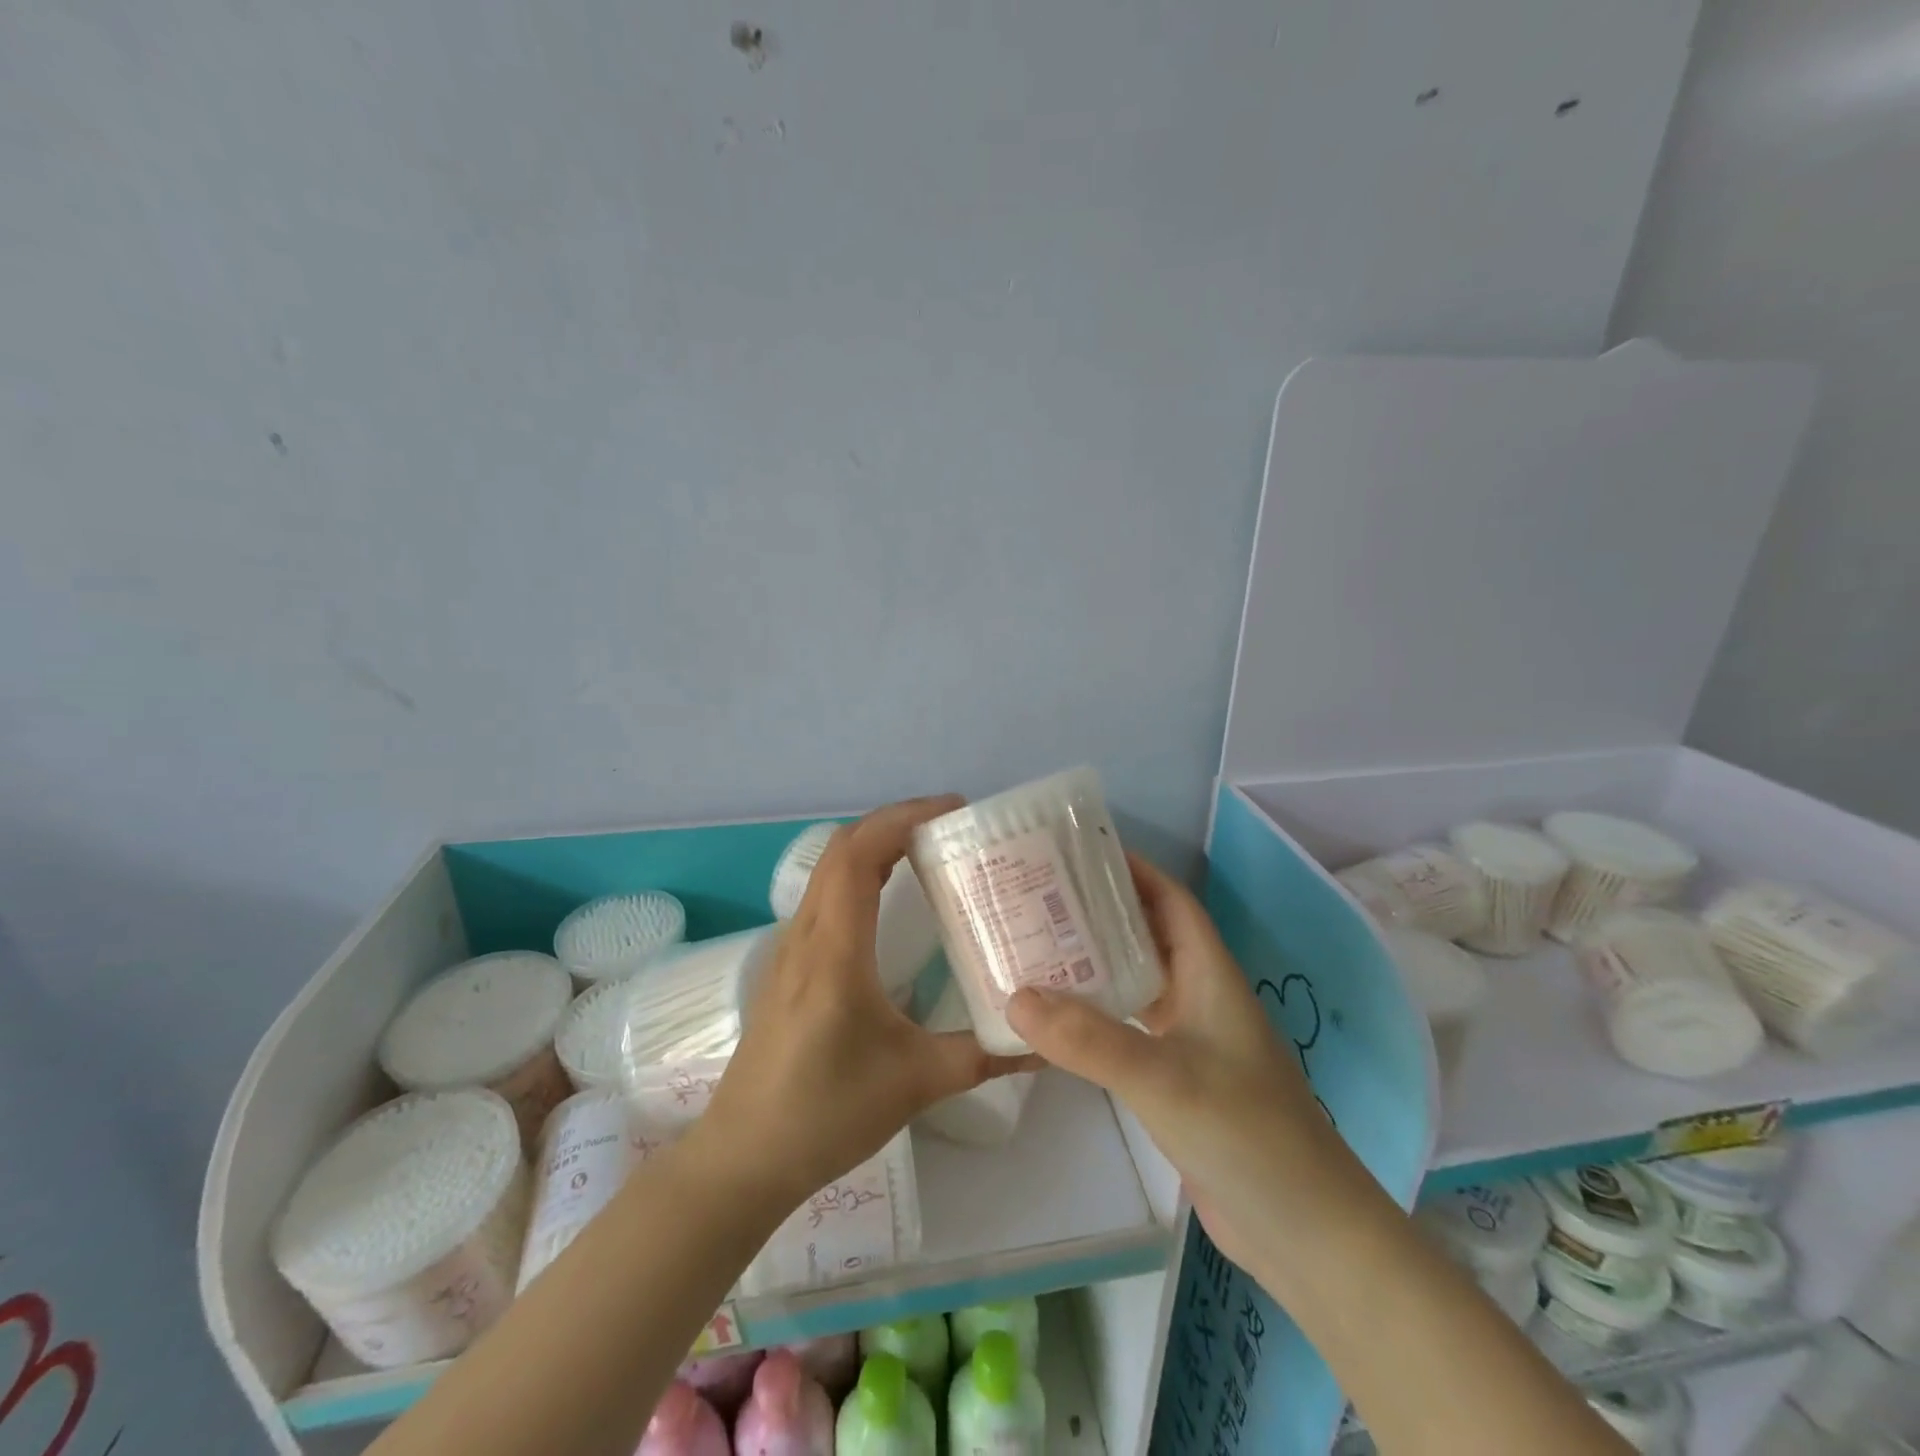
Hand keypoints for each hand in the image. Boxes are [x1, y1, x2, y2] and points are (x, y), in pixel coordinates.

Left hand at [692, 796, 1035, 1211]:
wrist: (744, 1158)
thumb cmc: (825, 1114)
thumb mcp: (916, 1083)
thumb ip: (984, 1056)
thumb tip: (1043, 1041)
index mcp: (835, 950)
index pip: (860, 854)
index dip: (904, 818)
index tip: (954, 811)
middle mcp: (807, 935)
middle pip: (843, 848)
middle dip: (895, 822)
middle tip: (950, 827)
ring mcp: (791, 948)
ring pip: (829, 870)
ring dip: (875, 845)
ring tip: (928, 852)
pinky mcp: (789, 966)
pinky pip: (825, 896)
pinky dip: (859, 874)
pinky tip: (890, 901)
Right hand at [1006, 853, 1373, 1276]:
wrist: (1305, 1234)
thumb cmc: (1246, 1135)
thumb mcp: (1164, 1079)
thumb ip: (1090, 1039)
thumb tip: (1015, 997)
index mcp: (1210, 976)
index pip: (1171, 901)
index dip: (1133, 870)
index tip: (1078, 853)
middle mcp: (1200, 998)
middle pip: (1147, 936)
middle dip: (1099, 913)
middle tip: (1038, 899)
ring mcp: (1190, 1041)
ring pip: (1136, 983)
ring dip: (1094, 965)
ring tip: (1035, 949)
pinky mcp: (1177, 1080)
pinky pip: (1129, 1030)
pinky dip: (1096, 1017)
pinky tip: (1058, 1021)